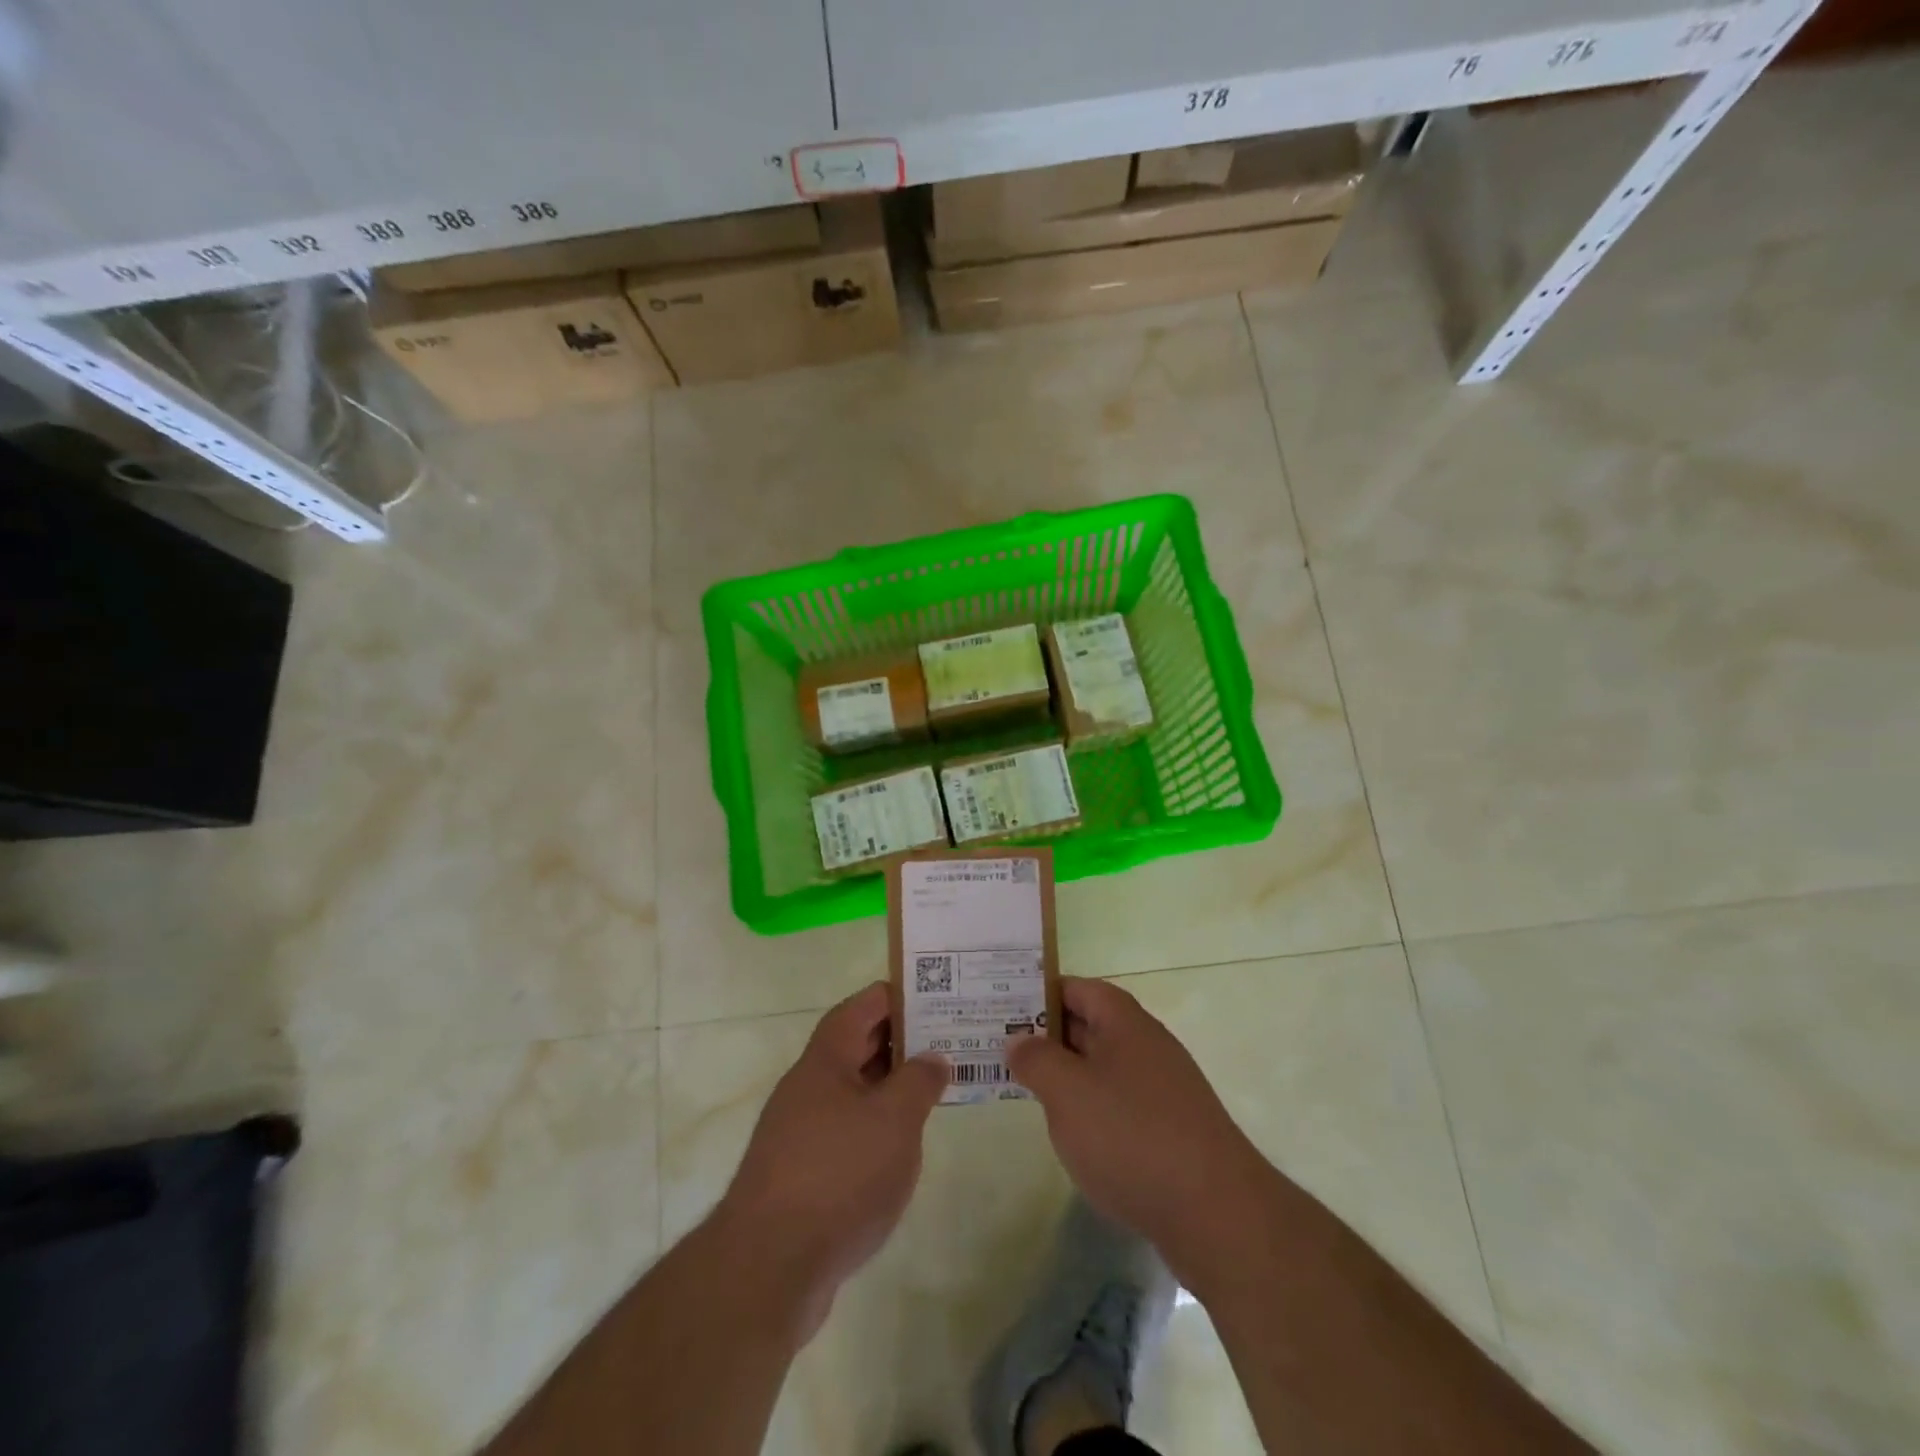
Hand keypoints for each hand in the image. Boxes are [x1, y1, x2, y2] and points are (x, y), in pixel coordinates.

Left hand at [714, 982, 947, 1338]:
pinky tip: (901, 1147)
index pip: (863, 1006)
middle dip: (901, 1040)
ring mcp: (801, 1131)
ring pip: (854, 1091)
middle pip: (857, 1046)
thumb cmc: (838, 1175)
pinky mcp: (803, 1174)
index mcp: (825, 1059)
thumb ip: (919, 1081)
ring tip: (935, 1089)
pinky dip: (877, 1127)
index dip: (898, 995)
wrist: (769, 1268)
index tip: (937, 996)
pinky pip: (847, 1130)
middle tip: (949, 1040)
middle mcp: (808, 1086)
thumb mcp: (894, 1120)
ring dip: (891, 1086)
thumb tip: (934, 1057)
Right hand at [1009, 977, 1271, 1288]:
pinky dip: (1092, 1109)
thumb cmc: (1132, 1136)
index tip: (1003, 1010)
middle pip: (1090, 1025)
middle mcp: (1147, 1045)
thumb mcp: (1067, 1093)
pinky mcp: (1171, 1130)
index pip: (1077, 988)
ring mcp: (1162, 1088)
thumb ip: (1036, 1060)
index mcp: (1125, 1022)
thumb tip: (1018, 1040)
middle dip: (1047, 1035)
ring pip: (1103, 1067)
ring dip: (1068, 1075)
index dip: (1040, 994)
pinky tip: (1074, 1135)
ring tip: (1027, 1090)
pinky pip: (1120, 1103)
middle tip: (1002, 1048)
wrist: (1217, 1214)